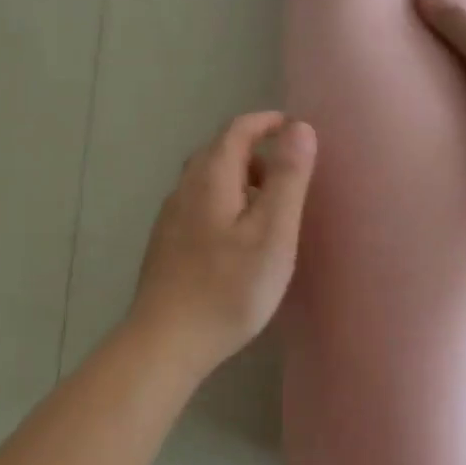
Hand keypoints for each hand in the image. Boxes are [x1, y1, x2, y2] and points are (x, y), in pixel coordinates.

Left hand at [128, 112, 317, 371]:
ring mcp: (171, 217)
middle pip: (220, 151)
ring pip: (208, 180)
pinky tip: (237, 238)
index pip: (237, 129)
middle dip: (255, 151)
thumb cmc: (228, 288)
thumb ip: (288, 178)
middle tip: (288, 175)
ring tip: (269, 208)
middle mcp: (185, 188)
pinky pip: (199, 203)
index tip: (295, 130)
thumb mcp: (272, 232)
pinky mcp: (166, 243)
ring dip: (240, 179)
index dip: (267, 122)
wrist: (165, 342)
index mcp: (211, 177)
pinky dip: (224, 202)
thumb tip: (299, 127)